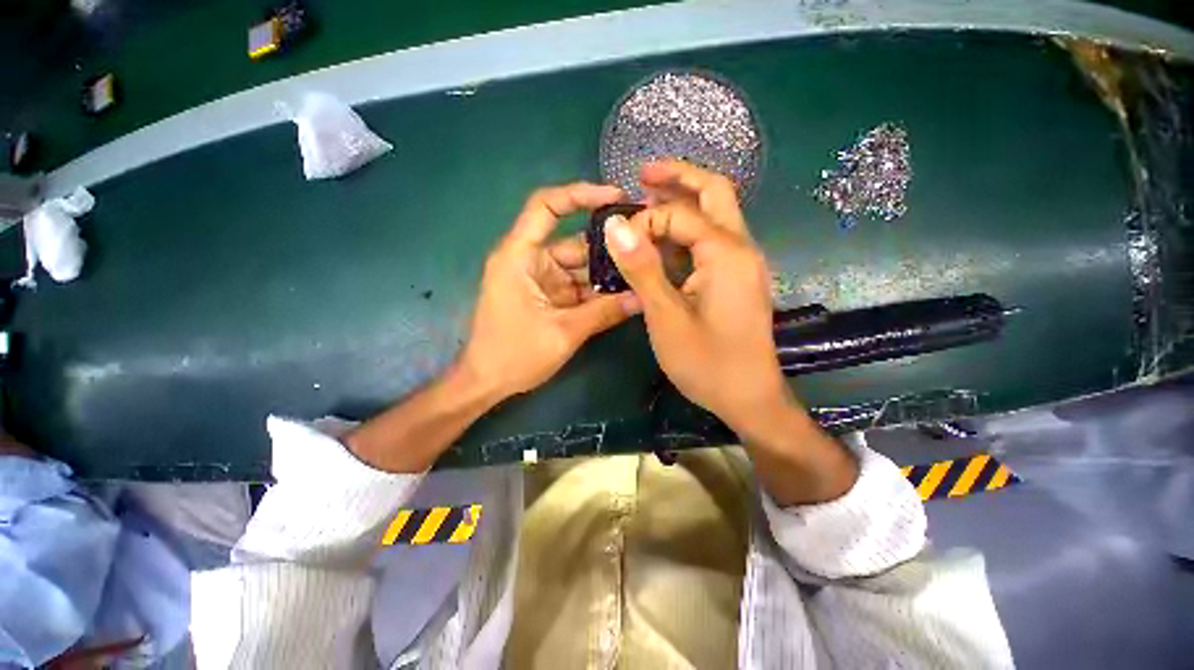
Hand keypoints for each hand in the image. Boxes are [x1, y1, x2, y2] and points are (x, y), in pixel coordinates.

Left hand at [461, 183, 640, 398]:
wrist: (487, 383)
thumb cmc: (514, 355)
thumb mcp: (563, 333)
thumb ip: (604, 313)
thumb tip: (643, 297)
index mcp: (520, 256)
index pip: (546, 206)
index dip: (579, 194)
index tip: (616, 197)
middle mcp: (530, 260)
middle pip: (573, 242)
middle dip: (608, 248)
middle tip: (645, 249)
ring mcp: (540, 279)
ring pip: (579, 267)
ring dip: (606, 274)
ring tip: (642, 275)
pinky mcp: (547, 296)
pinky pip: (577, 286)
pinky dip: (597, 291)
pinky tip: (624, 295)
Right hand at [607, 162, 855, 504]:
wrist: (749, 397)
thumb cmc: (706, 362)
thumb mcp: (665, 316)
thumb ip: (642, 268)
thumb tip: (614, 224)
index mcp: (726, 254)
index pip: (680, 215)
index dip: (645, 221)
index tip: (618, 240)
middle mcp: (742, 248)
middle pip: (715, 192)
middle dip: (679, 178)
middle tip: (643, 175)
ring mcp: (744, 263)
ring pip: (717, 215)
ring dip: (685, 203)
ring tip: (649, 200)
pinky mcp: (739, 279)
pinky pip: (715, 241)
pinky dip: (690, 231)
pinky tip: (666, 241)